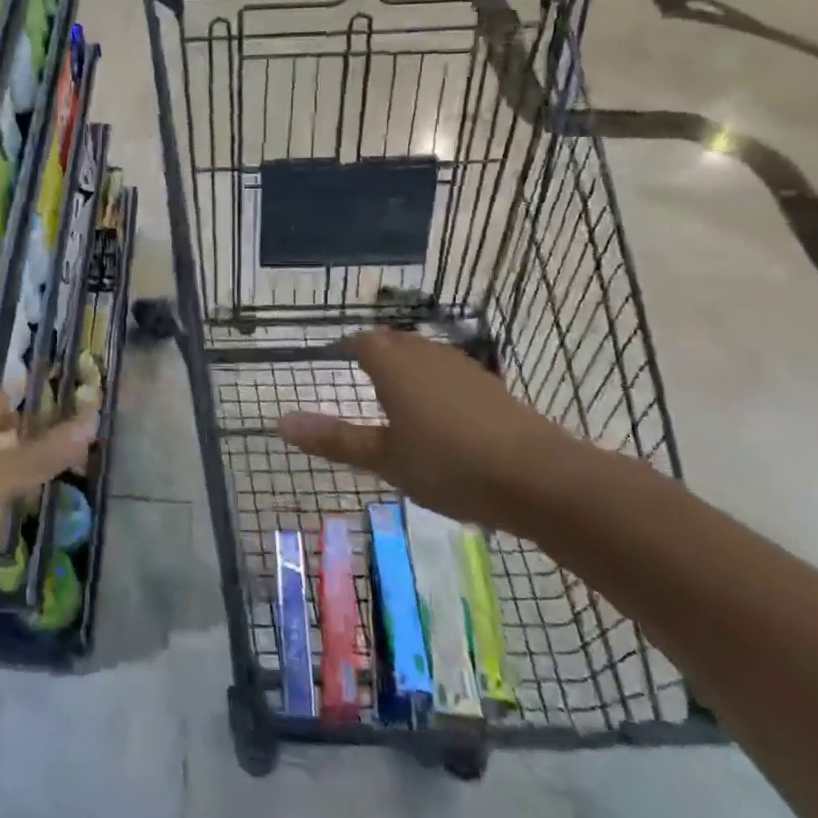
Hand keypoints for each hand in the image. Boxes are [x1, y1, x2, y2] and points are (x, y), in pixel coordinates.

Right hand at [276, 327, 571, 529]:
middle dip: (375, 352)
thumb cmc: (447, 464)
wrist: (538, 477)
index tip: (334, 359)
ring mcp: (463, 368)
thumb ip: (333, 438)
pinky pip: (449, 373)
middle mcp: (426, 354)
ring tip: (396, 395)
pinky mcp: (491, 387)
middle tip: (359, 375)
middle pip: (394, 341)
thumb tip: (279, 422)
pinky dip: (435, 384)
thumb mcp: (383, 458)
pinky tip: (441, 415)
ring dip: (407, 367)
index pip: (361, 340)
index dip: (346, 347)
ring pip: (424, 355)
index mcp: (394, 364)